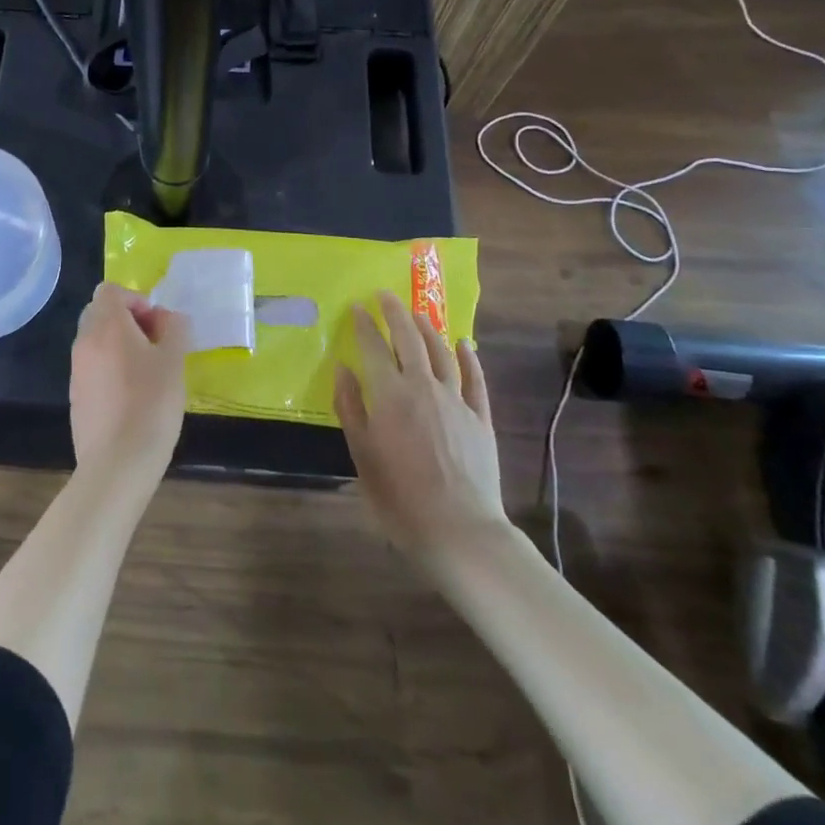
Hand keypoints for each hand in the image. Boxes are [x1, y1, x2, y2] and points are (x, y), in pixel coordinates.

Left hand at [70, 282, 189, 481]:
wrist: (117, 463)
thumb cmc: (151, 405)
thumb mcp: (174, 361)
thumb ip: (173, 328)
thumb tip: (166, 316)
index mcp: (107, 326)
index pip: (110, 290)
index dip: (136, 299)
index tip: (157, 324)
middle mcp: (85, 341)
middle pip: (100, 312)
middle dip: (127, 320)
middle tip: (155, 344)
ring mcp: (76, 370)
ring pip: (95, 340)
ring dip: (119, 344)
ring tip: (147, 372)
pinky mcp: (76, 396)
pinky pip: (92, 367)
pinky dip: (110, 368)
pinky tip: (132, 396)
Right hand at [334, 291, 509, 580]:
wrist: (459, 530)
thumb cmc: (399, 496)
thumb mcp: (362, 454)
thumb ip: (351, 408)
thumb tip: (343, 369)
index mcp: (390, 394)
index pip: (374, 347)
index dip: (363, 324)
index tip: (356, 307)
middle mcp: (424, 386)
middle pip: (409, 338)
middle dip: (395, 312)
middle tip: (384, 295)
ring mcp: (456, 400)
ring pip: (441, 351)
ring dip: (427, 328)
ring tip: (417, 313)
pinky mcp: (480, 417)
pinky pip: (475, 378)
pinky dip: (468, 357)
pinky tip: (464, 344)